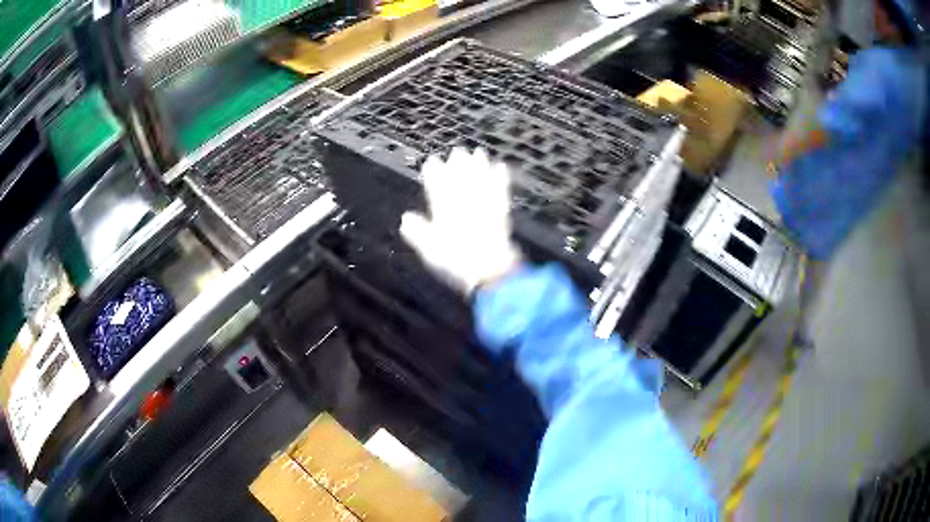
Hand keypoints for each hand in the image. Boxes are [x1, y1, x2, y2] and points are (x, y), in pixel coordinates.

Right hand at [400, 148, 521, 294]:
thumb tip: (405, 218)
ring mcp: (485, 206)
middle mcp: (465, 203)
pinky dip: (501, 179)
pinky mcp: (501, 214)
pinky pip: (500, 191)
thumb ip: (417, 232)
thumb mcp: (429, 250)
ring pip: (481, 181)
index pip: (437, 186)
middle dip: (458, 164)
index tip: (431, 161)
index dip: (434, 172)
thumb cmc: (456, 261)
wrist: (489, 269)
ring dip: (480, 166)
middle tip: (457, 151)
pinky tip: (502, 169)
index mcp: (445, 210)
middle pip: (461, 179)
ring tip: (479, 153)